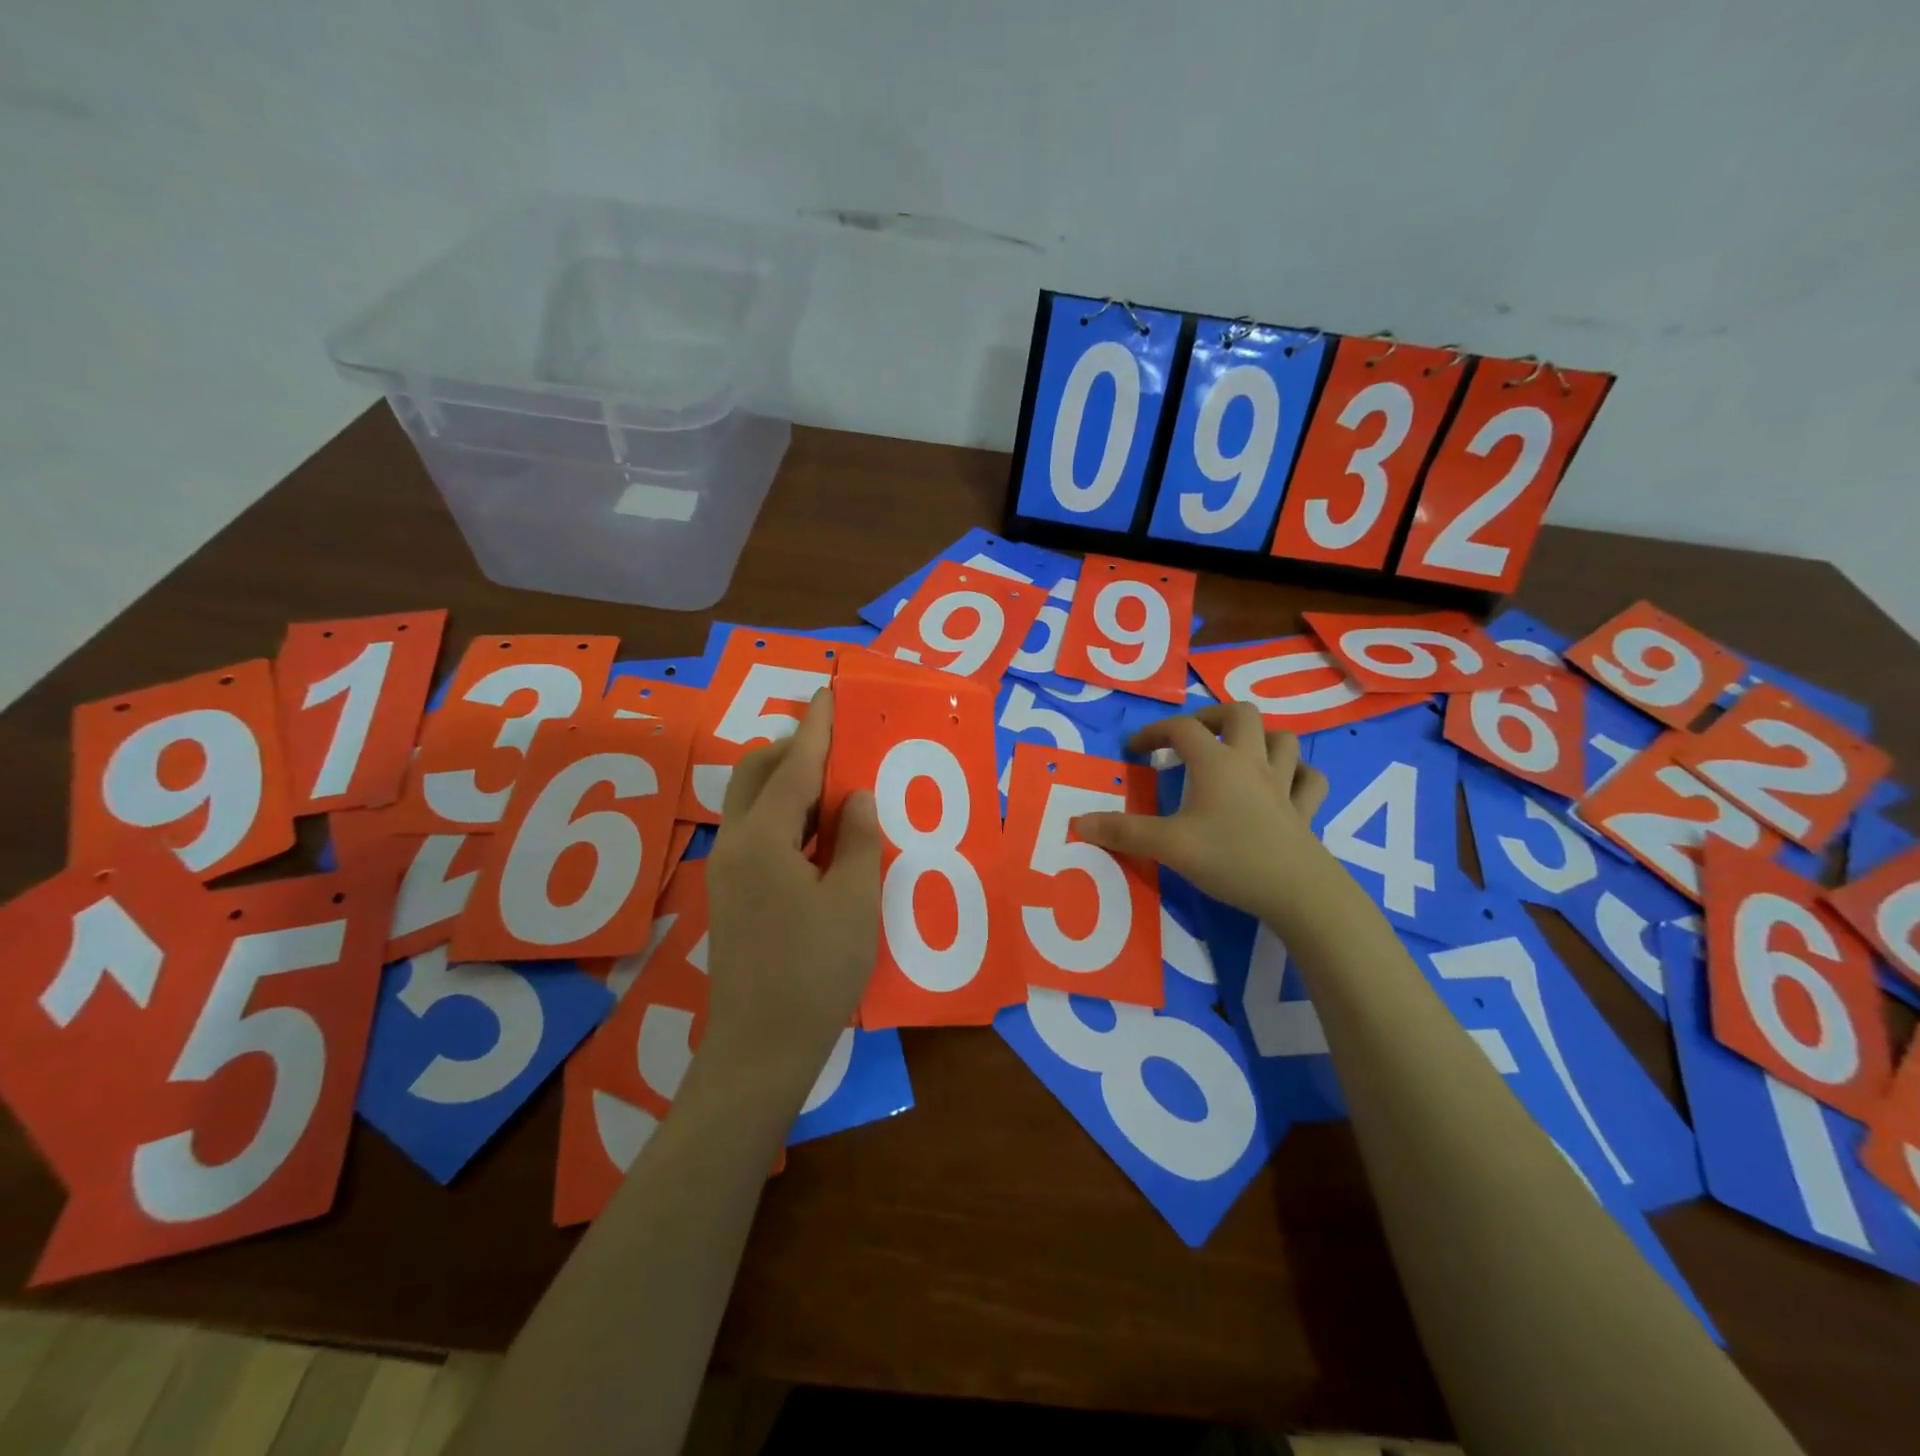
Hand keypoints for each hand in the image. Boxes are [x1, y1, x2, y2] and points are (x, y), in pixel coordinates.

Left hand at [704, 690, 882, 1073]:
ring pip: (751, 802)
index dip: (815, 730)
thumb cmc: (816, 970)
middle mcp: (735, 845)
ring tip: (832, 786)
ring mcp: (726, 871)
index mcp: (763, 841)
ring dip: (787, 782)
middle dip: (793, 750)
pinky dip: (782, 814)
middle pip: (756, 775)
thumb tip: (853, 797)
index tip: (828, 694)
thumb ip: (855, 839)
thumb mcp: (853, 900)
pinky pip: (754, 830)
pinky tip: (815, 832)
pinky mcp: (731, 894)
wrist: (762, 1047)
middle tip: (836, 746)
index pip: (792, 768)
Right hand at [1074, 702, 1330, 926]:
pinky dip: (1298, 774)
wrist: (1298, 892)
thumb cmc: (1230, 858)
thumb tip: (1079, 822)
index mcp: (1216, 763)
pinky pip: (1310, 780)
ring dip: (1260, 738)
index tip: (1135, 750)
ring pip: (1282, 740)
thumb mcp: (1168, 846)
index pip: (1182, 729)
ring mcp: (1284, 785)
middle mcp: (1252, 763)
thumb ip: (1123, 832)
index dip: (1154, 731)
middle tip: (1192, 738)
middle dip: (1213, 717)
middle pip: (1239, 714)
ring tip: (1238, 754)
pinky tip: (1286, 784)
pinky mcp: (1305, 811)